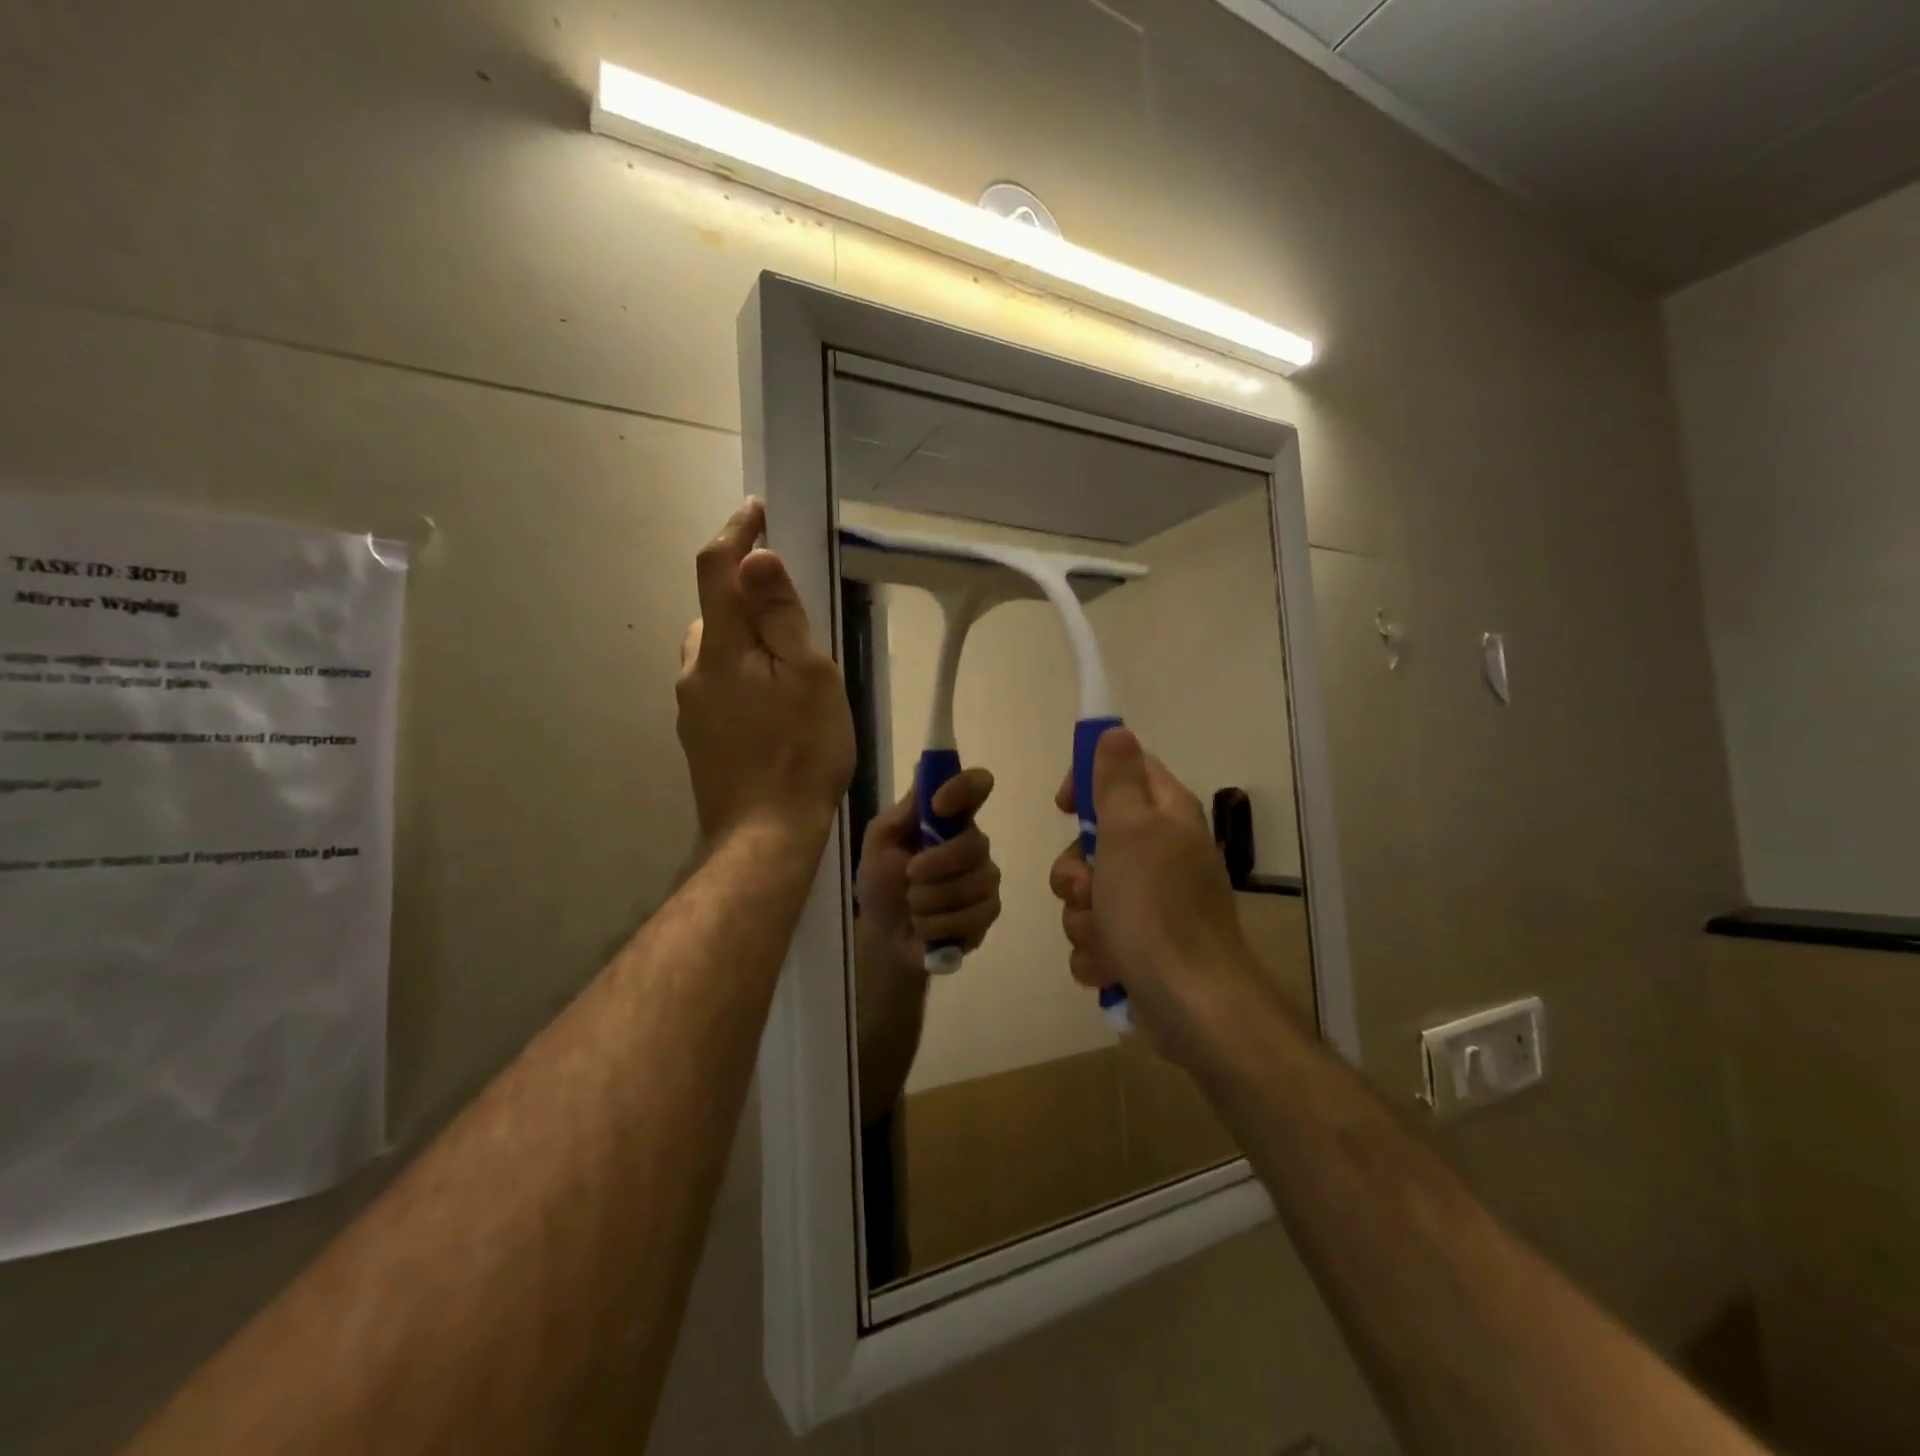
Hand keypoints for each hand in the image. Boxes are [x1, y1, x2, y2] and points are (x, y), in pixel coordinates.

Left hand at [676, 499, 854, 846]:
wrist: (764, 835)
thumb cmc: (801, 752)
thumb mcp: (809, 677)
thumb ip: (780, 616)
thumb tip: (756, 556)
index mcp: (721, 648)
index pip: (717, 570)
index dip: (735, 533)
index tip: (756, 511)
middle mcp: (694, 670)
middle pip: (715, 612)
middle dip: (745, 594)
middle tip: (793, 610)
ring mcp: (691, 708)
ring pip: (716, 652)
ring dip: (744, 640)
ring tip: (788, 666)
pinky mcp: (698, 737)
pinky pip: (718, 686)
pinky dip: (741, 675)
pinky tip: (771, 708)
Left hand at [857, 768, 1001, 968]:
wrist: (883, 935)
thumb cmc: (881, 881)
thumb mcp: (881, 841)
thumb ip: (906, 810)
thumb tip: (924, 766)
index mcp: (950, 818)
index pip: (977, 786)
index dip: (963, 788)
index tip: (937, 806)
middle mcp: (974, 843)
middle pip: (975, 844)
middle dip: (935, 865)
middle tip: (909, 876)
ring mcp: (985, 878)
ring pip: (973, 883)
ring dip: (931, 899)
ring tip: (913, 906)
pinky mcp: (988, 912)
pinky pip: (973, 915)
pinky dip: (939, 924)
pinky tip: (925, 926)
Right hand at [1049, 728, 1264, 1066]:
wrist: (1191, 1005)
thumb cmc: (1156, 909)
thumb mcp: (1130, 831)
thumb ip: (1117, 780)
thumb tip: (1116, 731)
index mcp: (1167, 817)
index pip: (1125, 771)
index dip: (1088, 781)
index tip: (1065, 806)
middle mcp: (1161, 855)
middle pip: (1094, 842)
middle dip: (1076, 872)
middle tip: (1089, 889)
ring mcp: (1151, 904)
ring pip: (1087, 894)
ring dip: (1084, 919)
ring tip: (1107, 939)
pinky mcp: (1140, 946)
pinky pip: (1096, 935)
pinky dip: (1097, 952)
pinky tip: (1112, 967)